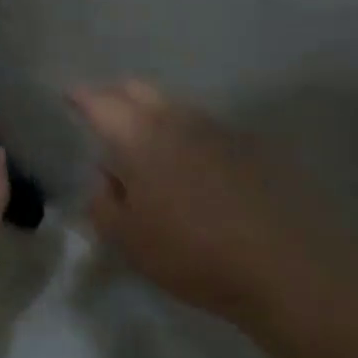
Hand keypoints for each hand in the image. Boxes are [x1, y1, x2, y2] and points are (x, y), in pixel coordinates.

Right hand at [70, 80, 357, 324]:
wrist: (288, 268)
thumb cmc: (192, 253)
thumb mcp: (126, 239)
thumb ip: (102, 201)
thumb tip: (105, 176)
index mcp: (139, 138)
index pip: (101, 102)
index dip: (81, 96)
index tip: (69, 96)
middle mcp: (178, 121)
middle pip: (139, 90)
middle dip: (116, 94)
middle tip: (103, 113)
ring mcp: (219, 130)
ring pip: (175, 107)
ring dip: (153, 114)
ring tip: (146, 142)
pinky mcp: (252, 147)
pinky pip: (205, 128)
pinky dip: (186, 135)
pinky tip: (191, 165)